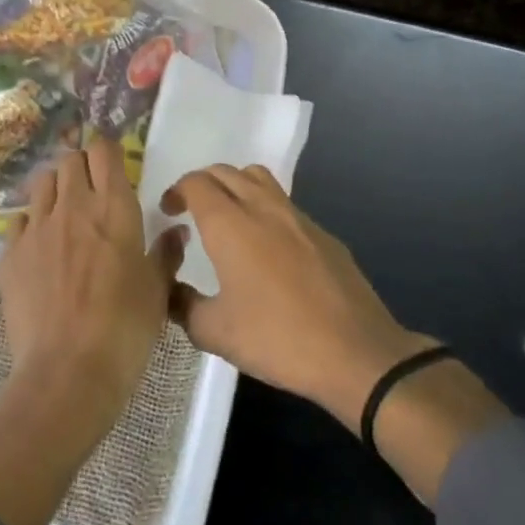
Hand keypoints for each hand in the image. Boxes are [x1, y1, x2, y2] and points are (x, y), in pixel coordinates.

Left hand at [0, 137, 181, 437]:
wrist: (68, 372)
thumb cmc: (125, 329)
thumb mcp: (158, 291)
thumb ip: (166, 253)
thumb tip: (176, 231)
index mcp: (114, 208)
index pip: (104, 151)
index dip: (108, 152)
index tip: (114, 167)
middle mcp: (73, 205)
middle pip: (70, 159)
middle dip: (81, 167)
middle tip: (92, 191)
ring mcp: (36, 227)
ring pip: (42, 182)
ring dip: (55, 189)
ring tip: (65, 214)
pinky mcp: (10, 253)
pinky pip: (19, 220)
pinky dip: (31, 223)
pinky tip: (40, 247)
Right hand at [163, 165, 434, 431]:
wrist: (356, 352)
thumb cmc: (277, 339)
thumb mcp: (215, 333)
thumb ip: (182, 305)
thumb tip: (170, 289)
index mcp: (230, 224)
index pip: (196, 183)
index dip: (177, 191)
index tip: (168, 212)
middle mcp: (263, 208)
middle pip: (226, 172)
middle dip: (202, 183)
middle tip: (190, 211)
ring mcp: (298, 217)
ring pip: (259, 179)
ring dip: (235, 186)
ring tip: (228, 218)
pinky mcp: (323, 233)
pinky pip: (285, 204)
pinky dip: (265, 209)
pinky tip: (267, 248)